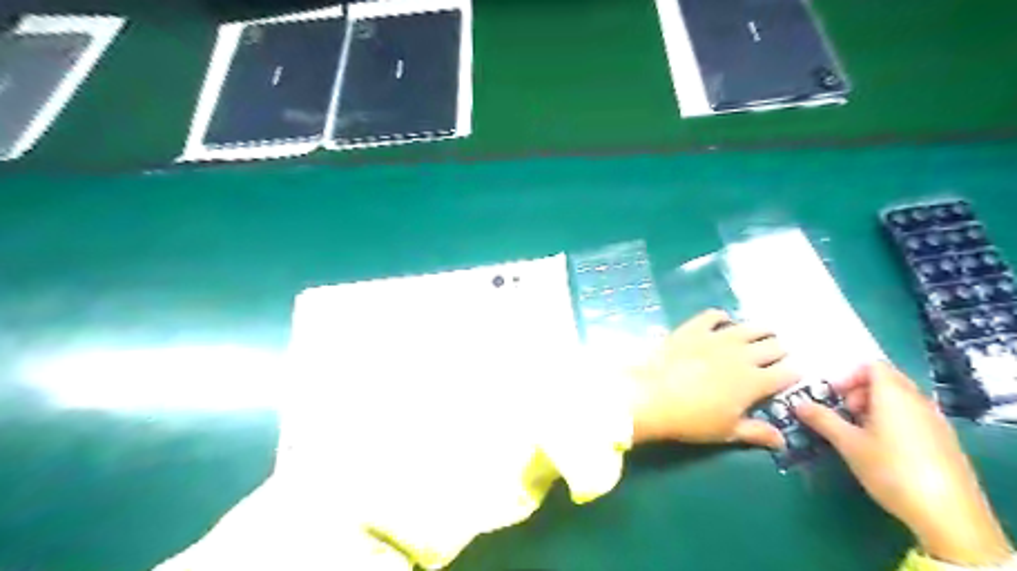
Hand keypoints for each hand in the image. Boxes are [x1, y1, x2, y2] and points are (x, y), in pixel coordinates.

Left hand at [633, 311, 797, 448]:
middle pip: (773, 346)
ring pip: (750, 327)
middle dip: (779, 350)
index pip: (787, 373)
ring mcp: (717, 337)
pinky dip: (723, 318)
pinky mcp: (694, 328)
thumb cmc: (691, 420)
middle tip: (777, 354)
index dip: (793, 373)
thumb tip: (782, 440)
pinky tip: (723, 321)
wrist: (651, 396)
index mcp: (754, 382)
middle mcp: (742, 355)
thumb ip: (757, 433)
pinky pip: (714, 315)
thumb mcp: (727, 431)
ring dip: (760, 331)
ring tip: (762, 333)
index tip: (792, 375)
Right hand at [799, 362, 1011, 566]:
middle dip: (859, 391)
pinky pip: (913, 415)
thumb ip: (822, 420)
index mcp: (894, 394)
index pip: (872, 365)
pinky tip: (882, 447)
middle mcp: (917, 400)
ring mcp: (935, 420)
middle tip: (842, 412)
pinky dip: (892, 420)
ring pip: (900, 399)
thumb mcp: (848, 444)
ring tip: (858, 431)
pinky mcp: (943, 440)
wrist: (948, 514)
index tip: (833, 396)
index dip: (848, 375)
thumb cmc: (891, 470)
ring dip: (874, 406)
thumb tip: (798, 404)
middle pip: (886, 380)